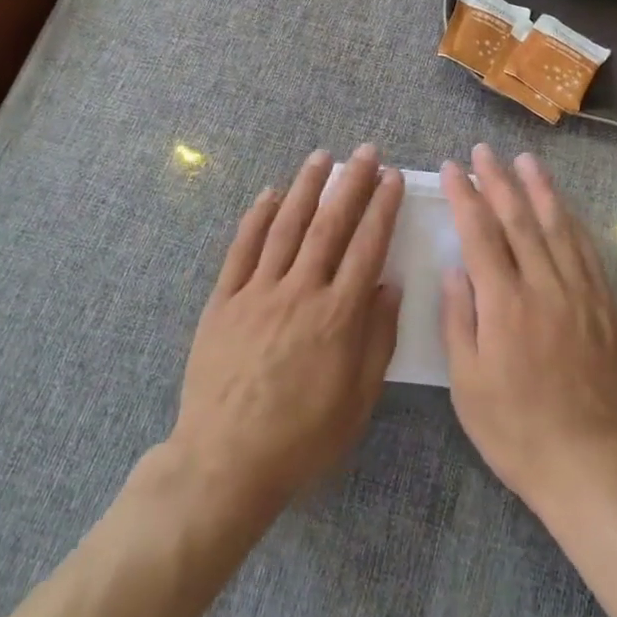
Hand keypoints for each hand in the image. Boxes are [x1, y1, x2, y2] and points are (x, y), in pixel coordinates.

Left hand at [170, 146, 403, 517]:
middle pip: (330, 225)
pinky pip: (242, 250)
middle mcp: (300, 292)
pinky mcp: (224, 301)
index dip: (382, 208)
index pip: (367, 246)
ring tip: (322, 157)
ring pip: (286, 227)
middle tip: (366, 152)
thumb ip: (377, 338)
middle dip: (351, 184)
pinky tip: (270, 194)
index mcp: (337, 316)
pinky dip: (257, 218)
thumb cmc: (301, 438)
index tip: (392, 178)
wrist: (224, 464)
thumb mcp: (357, 401)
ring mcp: (258, 292)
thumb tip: (390, 284)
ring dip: (306, 187)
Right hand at [439, 145, 616, 517]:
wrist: (590, 463)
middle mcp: (544, 287)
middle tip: (484, 151)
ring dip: (540, 189)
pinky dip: (573, 222)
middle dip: (498, 181)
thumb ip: (459, 319)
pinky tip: (565, 206)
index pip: (480, 234)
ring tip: (526, 160)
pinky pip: (588, 252)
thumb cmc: (515, 429)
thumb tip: (455, 268)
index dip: (466, 196)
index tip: (454, 169)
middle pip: (519, 220)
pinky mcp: (605, 307)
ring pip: (558, 227)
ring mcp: (580, 293)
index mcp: (504, 304)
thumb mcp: (467, 384)